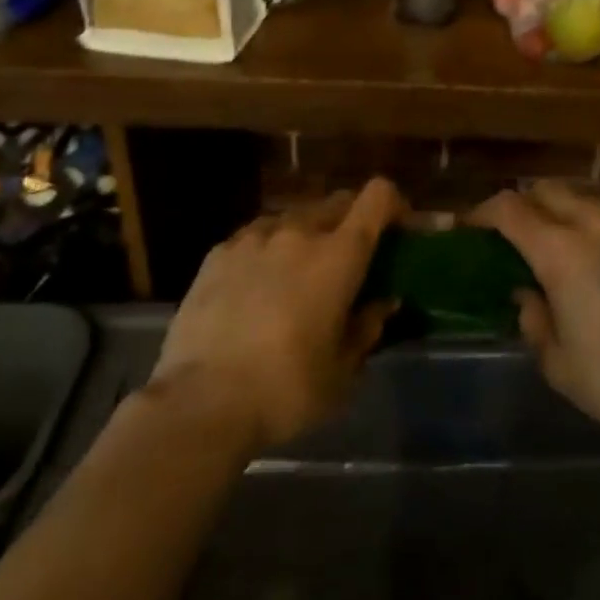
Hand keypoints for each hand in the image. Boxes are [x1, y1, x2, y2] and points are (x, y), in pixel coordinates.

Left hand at [147, 179, 402, 452]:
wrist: (202, 401)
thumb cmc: (287, 388)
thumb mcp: (342, 371)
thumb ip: (367, 327)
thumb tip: (382, 302)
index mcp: (339, 255)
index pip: (377, 197)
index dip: (393, 204)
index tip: (397, 229)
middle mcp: (299, 232)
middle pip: (336, 203)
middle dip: (350, 222)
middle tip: (348, 260)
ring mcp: (253, 239)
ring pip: (293, 218)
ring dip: (306, 235)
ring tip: (297, 273)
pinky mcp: (217, 253)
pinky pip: (255, 237)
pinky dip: (267, 250)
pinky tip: (255, 285)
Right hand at [472, 181, 599, 436]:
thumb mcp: (558, 363)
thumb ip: (534, 321)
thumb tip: (528, 295)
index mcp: (561, 252)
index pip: (509, 209)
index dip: (483, 213)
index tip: (471, 228)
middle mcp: (594, 226)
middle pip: (546, 191)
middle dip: (522, 205)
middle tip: (512, 234)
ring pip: (582, 200)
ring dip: (559, 212)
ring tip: (555, 245)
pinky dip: (591, 226)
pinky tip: (597, 259)